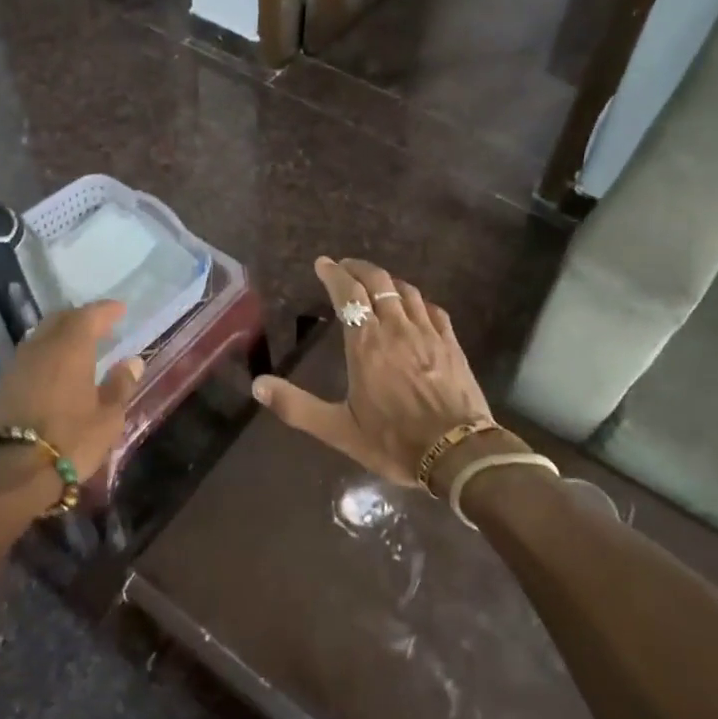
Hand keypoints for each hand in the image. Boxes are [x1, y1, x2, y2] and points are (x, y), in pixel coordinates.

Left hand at [0, 302, 143, 485]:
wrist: (12, 473)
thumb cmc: (70, 441)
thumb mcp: (108, 417)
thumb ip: (120, 385)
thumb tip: (132, 362)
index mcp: (70, 348)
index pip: (89, 315)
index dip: (106, 310)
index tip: (120, 310)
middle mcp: (40, 347)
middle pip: (60, 320)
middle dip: (80, 318)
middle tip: (98, 325)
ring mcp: (16, 365)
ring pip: (40, 336)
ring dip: (59, 335)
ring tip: (77, 347)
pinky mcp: (1, 385)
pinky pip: (28, 357)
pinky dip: (44, 355)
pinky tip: (53, 371)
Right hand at [252, 257, 492, 486]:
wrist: (459, 454)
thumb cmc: (395, 441)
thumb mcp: (339, 430)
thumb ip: (297, 406)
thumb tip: (258, 386)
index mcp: (366, 343)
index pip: (347, 293)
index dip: (334, 274)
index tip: (323, 263)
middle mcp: (396, 328)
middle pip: (378, 282)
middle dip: (358, 269)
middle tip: (344, 267)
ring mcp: (428, 333)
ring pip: (406, 291)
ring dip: (387, 281)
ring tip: (375, 283)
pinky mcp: (452, 344)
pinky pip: (433, 310)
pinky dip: (417, 300)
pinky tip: (414, 307)